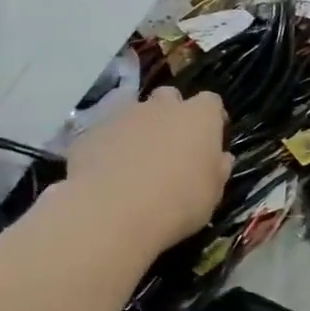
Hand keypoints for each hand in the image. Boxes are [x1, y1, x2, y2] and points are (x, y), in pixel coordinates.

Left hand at [64, 87, 232, 249]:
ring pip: (134, 111)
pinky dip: (108, 145)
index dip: (211, 118)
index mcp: (199, 117)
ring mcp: (123, 115)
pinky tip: (106, 171)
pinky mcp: (89, 131)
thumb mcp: (212, 194)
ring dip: (138, 128)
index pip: (211, 102)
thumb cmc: (178, 203)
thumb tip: (221, 158)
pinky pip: (104, 132)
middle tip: (171, 145)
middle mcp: (162, 107)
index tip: (210, 139)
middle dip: (171, 114)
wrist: (111, 213)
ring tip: (136, 159)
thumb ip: (217, 170)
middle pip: (170, 97)